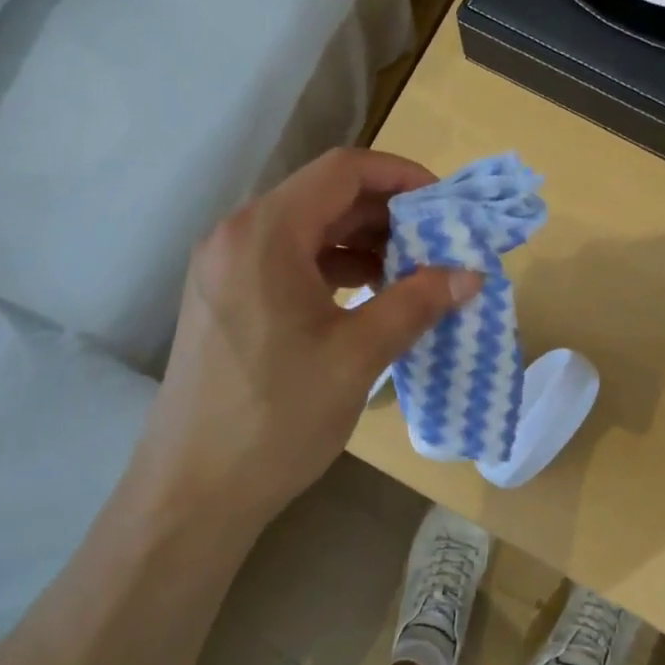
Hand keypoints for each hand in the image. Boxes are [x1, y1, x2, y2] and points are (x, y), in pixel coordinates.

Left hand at [135, 149, 481, 520]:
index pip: (343, 171)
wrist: (192, 494)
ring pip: (309, 228)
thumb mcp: (358, 356)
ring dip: (363, 241)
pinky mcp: (226, 296)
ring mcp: (226, 266)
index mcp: (265, 233)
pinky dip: (334, 266)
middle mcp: (238, 234)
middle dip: (387, 213)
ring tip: (413, 271)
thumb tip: (472, 274)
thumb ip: (417, 302)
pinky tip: (370, 294)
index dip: (401, 175)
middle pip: (325, 196)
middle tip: (439, 241)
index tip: (445, 203)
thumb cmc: (276, 418)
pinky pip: (290, 259)